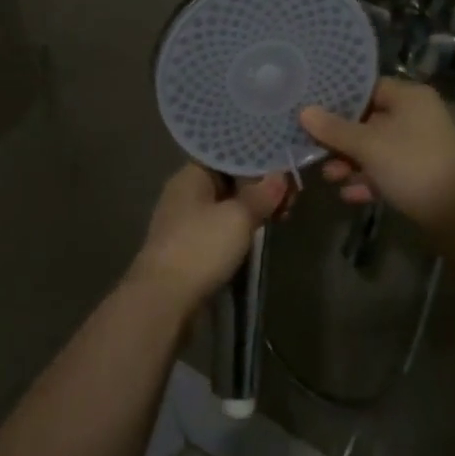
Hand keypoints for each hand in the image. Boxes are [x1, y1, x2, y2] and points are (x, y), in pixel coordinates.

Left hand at [128, 164, 287, 309]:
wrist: (163, 301)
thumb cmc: (200, 248)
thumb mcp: (238, 217)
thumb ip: (261, 194)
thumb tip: (280, 175)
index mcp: (191, 175)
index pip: (228, 154)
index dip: (258, 159)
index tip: (285, 170)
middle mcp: (185, 193)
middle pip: (229, 180)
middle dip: (261, 187)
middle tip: (291, 199)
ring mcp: (185, 221)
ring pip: (226, 205)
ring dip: (253, 209)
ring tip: (282, 217)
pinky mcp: (189, 247)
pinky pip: (220, 227)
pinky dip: (241, 228)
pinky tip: (259, 235)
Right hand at [299, 79, 454, 229]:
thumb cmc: (413, 166)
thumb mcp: (368, 146)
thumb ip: (334, 129)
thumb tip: (304, 111)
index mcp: (409, 97)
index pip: (367, 88)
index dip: (338, 100)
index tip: (312, 112)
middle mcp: (417, 116)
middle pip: (369, 120)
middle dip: (341, 139)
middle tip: (315, 151)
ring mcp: (421, 146)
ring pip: (377, 148)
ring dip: (352, 162)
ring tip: (330, 178)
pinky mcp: (422, 174)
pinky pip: (388, 170)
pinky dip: (369, 179)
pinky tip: (349, 195)